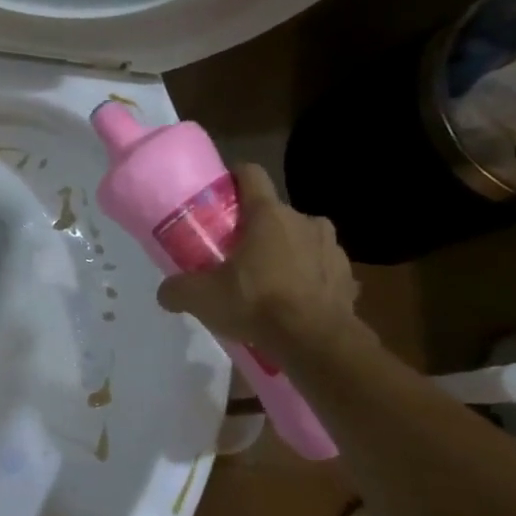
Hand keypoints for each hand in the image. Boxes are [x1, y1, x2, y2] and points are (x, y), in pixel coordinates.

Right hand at [156, 163, 358, 349]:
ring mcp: (332, 247)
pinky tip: (294, 303)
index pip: (251, 174)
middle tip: (235, 256)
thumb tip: (166, 293)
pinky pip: (321, 270)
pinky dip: (308, 280)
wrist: (315, 341)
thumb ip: (177, 289)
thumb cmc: (256, 303)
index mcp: (267, 215)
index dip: (234, 178)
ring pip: (301, 240)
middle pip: (274, 214)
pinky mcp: (348, 276)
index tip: (221, 194)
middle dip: (256, 230)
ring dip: (286, 253)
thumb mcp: (201, 298)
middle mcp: (304, 221)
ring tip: (268, 282)